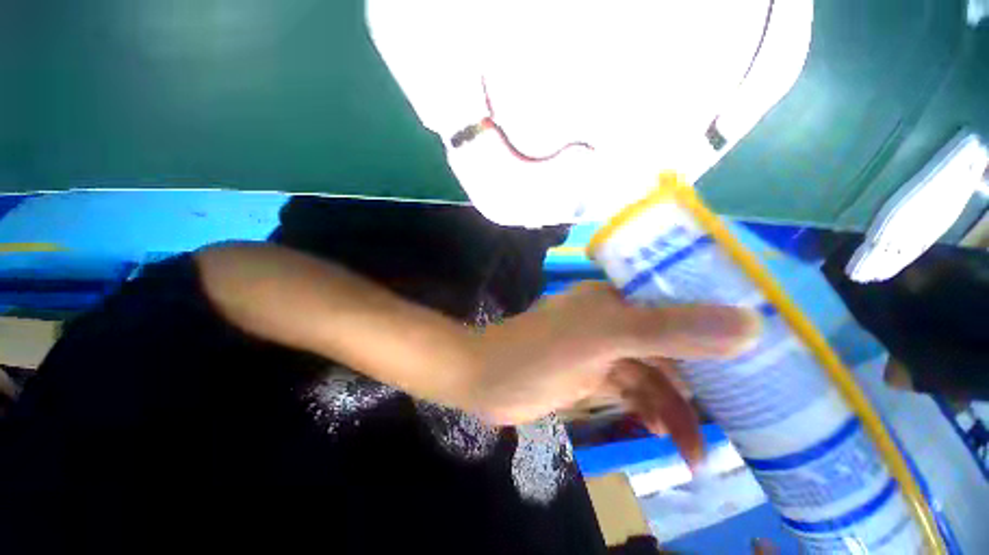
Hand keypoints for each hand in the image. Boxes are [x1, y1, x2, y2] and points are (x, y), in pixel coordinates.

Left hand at [469, 282, 760, 464]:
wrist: (488, 379)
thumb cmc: (539, 350)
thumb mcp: (603, 336)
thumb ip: (668, 329)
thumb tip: (749, 324)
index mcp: (615, 299)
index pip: (679, 302)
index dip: (718, 323)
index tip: (761, 354)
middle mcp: (612, 319)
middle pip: (670, 344)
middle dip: (702, 381)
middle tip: (741, 418)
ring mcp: (602, 349)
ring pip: (652, 376)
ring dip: (675, 411)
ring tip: (698, 452)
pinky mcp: (592, 376)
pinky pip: (632, 393)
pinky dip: (648, 413)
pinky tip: (659, 437)